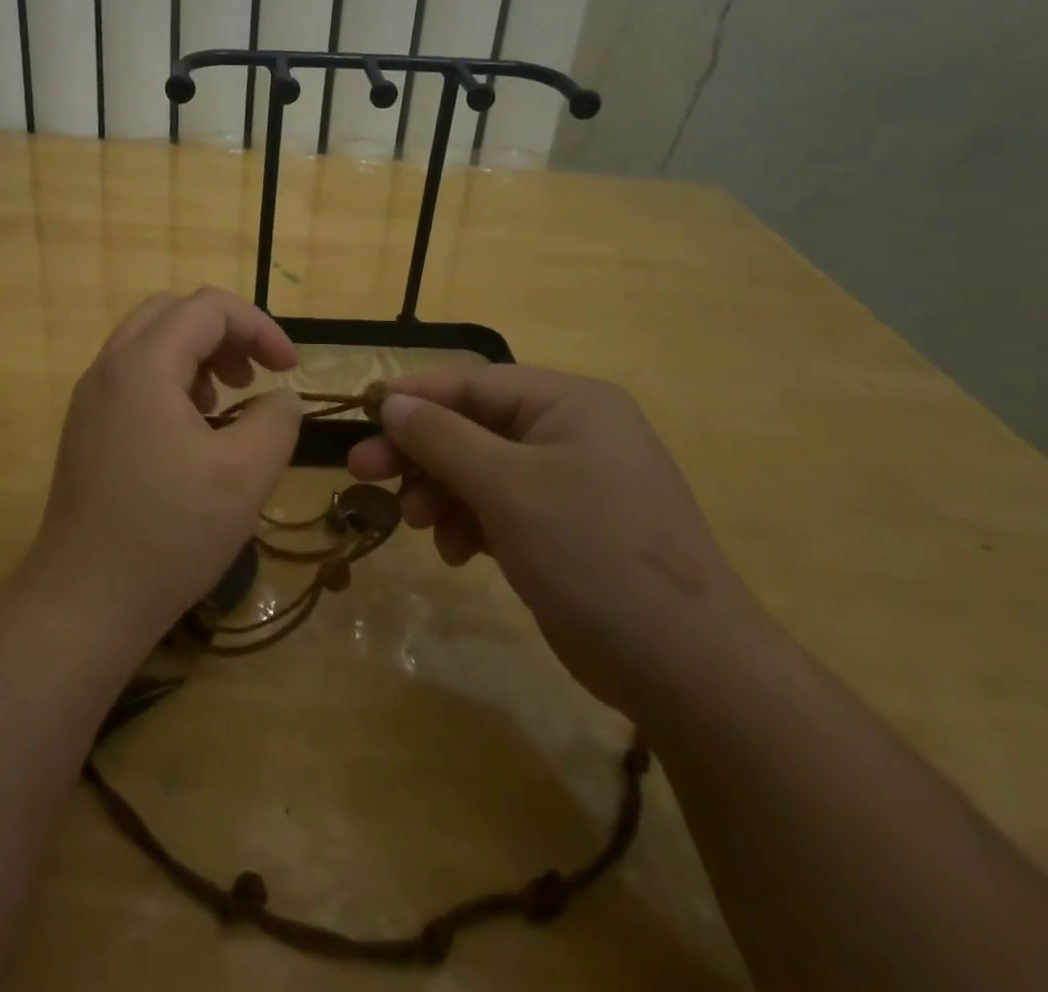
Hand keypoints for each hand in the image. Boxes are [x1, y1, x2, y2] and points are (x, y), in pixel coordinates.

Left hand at [22, 288, 304, 644]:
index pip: (208, 307)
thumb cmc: (170, 532)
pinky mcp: (86, 431)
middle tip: (253, 376)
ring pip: (149, 344)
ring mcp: (90, 400)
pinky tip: (193, 434)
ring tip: (225, 404)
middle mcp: (108, 369)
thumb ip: (277, 419)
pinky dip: (171, 383)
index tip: (289, 369)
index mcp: (143, 365)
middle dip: (224, 334)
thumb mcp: (247, 473)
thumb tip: (280, 399)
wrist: (85, 601)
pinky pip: (133, 379)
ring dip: (196, 357)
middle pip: (172, 314)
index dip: (259, 327)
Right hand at [347, 366, 759, 716]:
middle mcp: (571, 431)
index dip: (414, 396)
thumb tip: (391, 402)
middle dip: (419, 452)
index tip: (362, 414)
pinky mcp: (566, 528)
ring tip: (416, 524)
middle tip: (362, 471)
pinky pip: (502, 507)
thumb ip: (441, 438)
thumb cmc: (590, 551)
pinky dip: (471, 523)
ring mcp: (571, 482)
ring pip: (481, 470)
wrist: (685, 666)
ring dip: (441, 493)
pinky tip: (455, 552)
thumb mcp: (506, 486)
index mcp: (569, 402)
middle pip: (473, 427)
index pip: (474, 382)